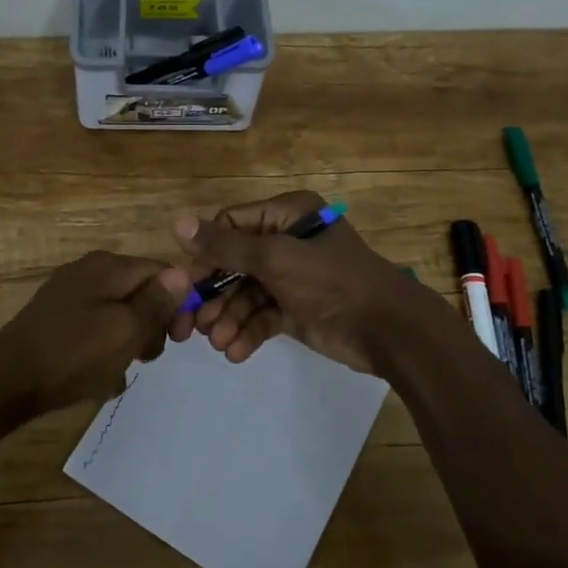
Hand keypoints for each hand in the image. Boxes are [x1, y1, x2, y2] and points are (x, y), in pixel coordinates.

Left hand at [0, 252, 191, 414]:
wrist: (7, 381)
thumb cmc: (73, 353)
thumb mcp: (126, 329)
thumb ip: (157, 302)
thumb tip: (182, 274)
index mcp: (108, 266)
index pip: (162, 272)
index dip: (179, 303)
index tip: (182, 339)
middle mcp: (88, 273)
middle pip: (140, 294)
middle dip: (151, 327)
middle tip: (146, 358)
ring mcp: (69, 297)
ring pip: (118, 316)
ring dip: (127, 345)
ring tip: (118, 373)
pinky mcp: (56, 322)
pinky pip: (94, 332)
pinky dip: (102, 353)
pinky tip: (97, 380)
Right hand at [172, 192, 435, 373]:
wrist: (389, 331)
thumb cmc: (332, 282)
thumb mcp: (276, 259)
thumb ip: (225, 246)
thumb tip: (177, 224)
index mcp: (286, 215)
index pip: (230, 226)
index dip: (206, 255)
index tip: (187, 285)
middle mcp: (286, 240)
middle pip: (234, 264)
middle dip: (215, 295)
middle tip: (193, 326)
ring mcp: (291, 277)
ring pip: (245, 294)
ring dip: (229, 319)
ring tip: (218, 343)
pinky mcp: (296, 309)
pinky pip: (262, 316)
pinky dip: (248, 332)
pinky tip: (236, 352)